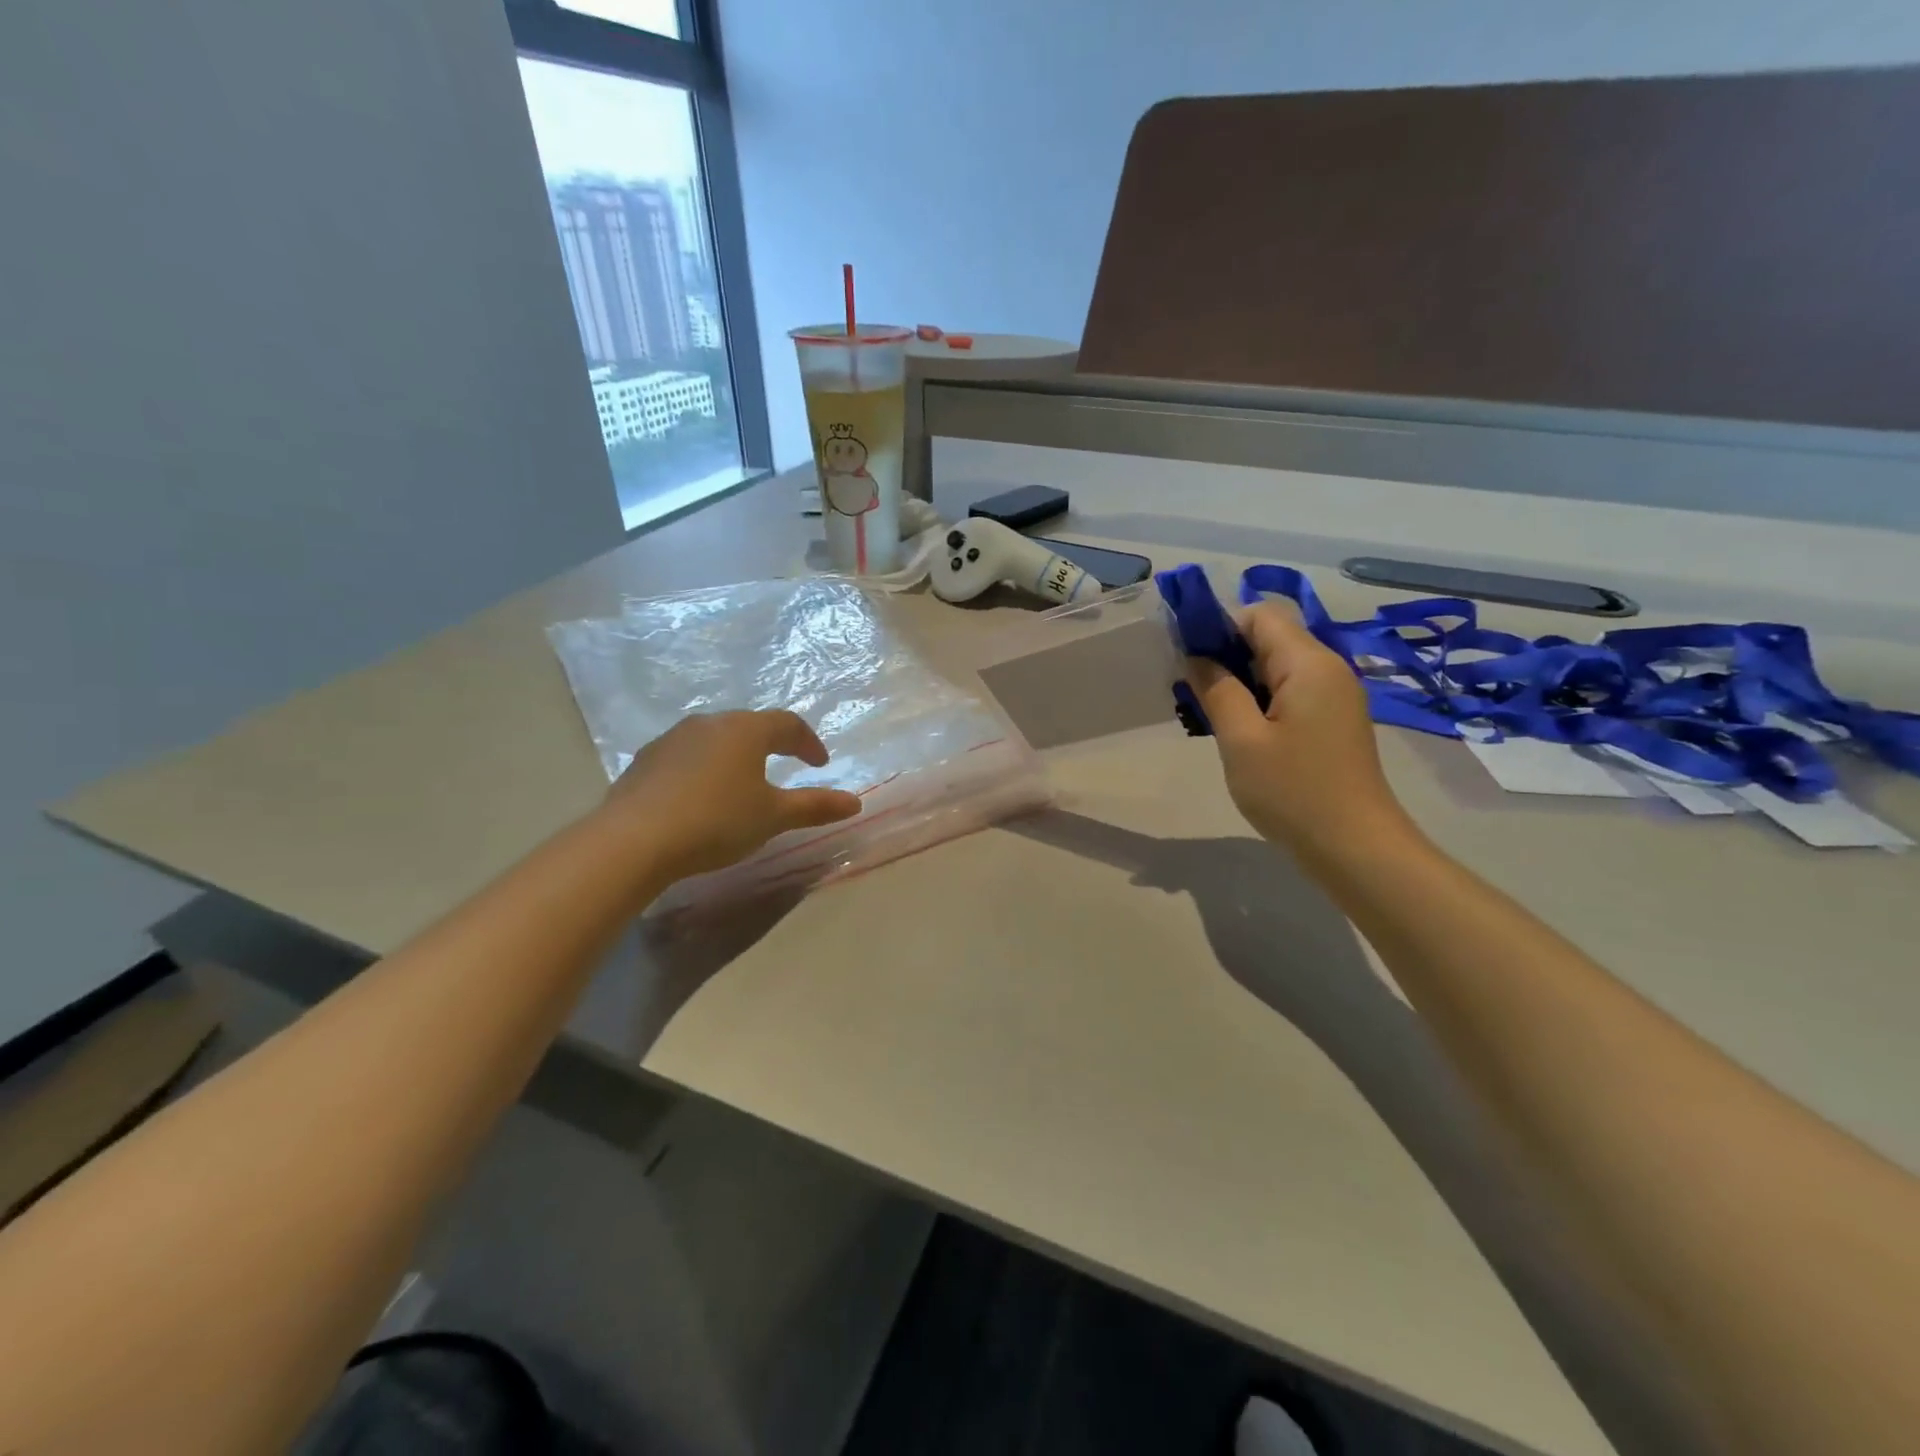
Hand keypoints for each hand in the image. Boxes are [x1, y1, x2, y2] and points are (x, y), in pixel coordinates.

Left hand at [601, 711, 862, 880]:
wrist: (634, 839)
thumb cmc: (716, 821)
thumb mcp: (773, 817)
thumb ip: (815, 807)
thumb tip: (856, 802)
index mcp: (745, 730)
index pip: (788, 724)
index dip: (808, 743)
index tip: (819, 764)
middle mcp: (709, 723)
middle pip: (749, 726)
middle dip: (771, 745)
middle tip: (784, 766)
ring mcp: (672, 738)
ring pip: (715, 739)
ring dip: (734, 756)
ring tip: (742, 783)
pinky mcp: (645, 760)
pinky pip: (686, 756)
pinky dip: (703, 769)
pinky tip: (700, 796)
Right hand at [1188, 603, 1410, 860]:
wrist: (1356, 848)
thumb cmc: (1294, 792)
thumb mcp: (1241, 740)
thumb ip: (1217, 690)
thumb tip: (1197, 657)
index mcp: (1308, 663)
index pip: (1258, 615)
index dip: (1218, 626)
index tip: (1185, 656)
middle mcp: (1328, 669)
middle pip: (1270, 638)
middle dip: (1225, 654)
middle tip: (1189, 688)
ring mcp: (1334, 696)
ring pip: (1277, 667)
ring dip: (1240, 680)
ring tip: (1206, 711)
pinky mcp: (1333, 721)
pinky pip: (1289, 692)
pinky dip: (1259, 700)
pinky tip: (1237, 729)